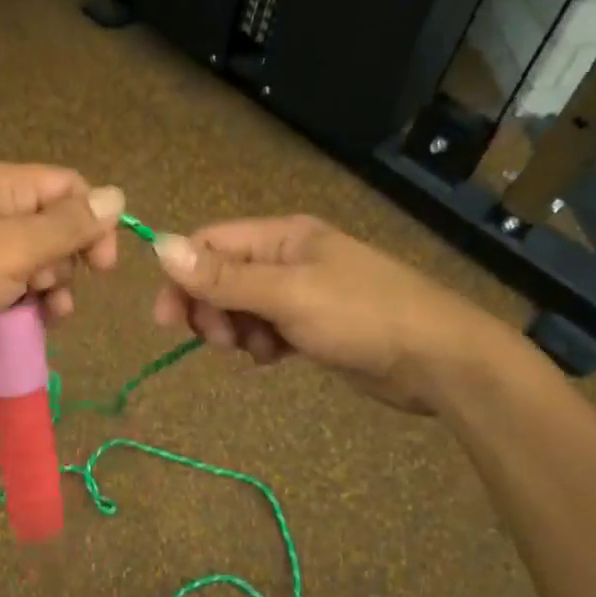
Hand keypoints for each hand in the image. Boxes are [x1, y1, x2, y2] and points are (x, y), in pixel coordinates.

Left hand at [0, 163, 124, 382]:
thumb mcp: (16, 247)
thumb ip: (70, 225)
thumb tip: (118, 196)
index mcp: (0, 186)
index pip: (68, 188)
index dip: (94, 221)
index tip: (103, 267)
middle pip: (56, 226)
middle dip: (67, 261)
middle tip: (49, 285)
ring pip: (38, 263)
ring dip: (52, 288)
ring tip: (49, 314)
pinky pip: (15, 289)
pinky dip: (29, 305)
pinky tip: (33, 324)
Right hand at [149, 216, 518, 413]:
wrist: (436, 360)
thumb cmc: (361, 316)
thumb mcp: (287, 294)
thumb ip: (223, 276)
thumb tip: (159, 246)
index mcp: (282, 236)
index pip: (210, 243)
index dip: (182, 276)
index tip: (168, 319)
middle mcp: (287, 257)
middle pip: (220, 277)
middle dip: (211, 309)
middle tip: (221, 341)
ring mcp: (300, 292)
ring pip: (240, 307)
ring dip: (236, 331)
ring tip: (259, 351)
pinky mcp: (311, 324)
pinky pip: (264, 329)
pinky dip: (260, 344)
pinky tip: (276, 358)